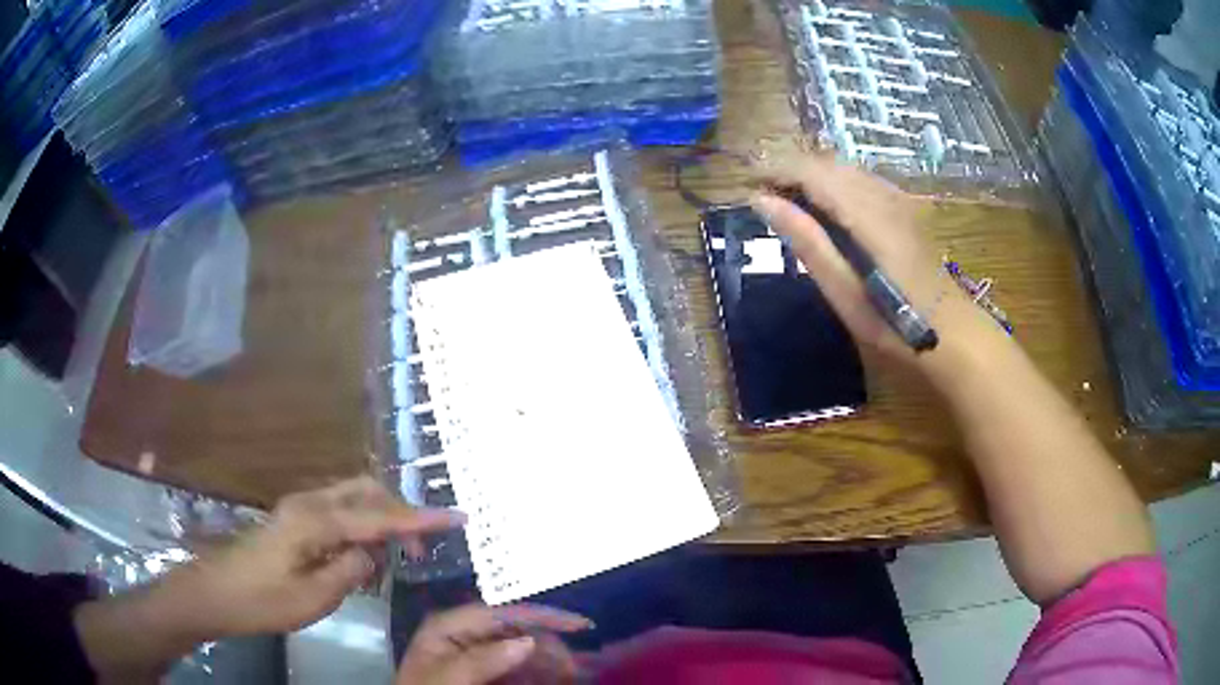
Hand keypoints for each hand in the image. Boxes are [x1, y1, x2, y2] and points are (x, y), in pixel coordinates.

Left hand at [159, 476, 464, 638]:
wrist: (218, 591)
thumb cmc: (264, 599)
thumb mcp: (314, 597)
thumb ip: (351, 570)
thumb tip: (373, 553)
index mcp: (315, 521)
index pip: (379, 516)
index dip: (421, 519)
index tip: (458, 517)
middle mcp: (310, 502)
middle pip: (367, 491)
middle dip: (400, 513)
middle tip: (421, 548)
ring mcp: (300, 507)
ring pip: (353, 498)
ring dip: (379, 520)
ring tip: (394, 557)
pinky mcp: (295, 518)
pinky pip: (339, 511)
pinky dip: (360, 526)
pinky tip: (362, 554)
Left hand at [397, 604, 591, 684]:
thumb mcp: (448, 678)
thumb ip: (482, 659)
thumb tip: (528, 641)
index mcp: (448, 626)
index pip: (502, 612)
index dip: (542, 616)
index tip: (580, 625)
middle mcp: (463, 635)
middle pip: (516, 631)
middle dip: (549, 645)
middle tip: (576, 666)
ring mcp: (473, 655)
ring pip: (521, 651)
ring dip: (548, 661)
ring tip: (571, 673)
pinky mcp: (481, 673)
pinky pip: (516, 668)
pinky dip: (537, 673)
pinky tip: (554, 678)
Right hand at [751, 156, 979, 361]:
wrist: (952, 333)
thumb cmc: (895, 323)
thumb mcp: (845, 292)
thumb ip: (807, 241)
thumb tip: (763, 201)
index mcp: (866, 212)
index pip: (811, 171)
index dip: (775, 170)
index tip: (746, 187)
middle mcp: (882, 193)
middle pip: (826, 163)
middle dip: (790, 171)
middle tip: (762, 199)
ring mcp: (896, 198)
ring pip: (843, 169)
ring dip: (811, 177)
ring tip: (786, 203)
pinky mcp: (903, 207)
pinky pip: (859, 180)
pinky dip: (833, 184)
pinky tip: (825, 209)